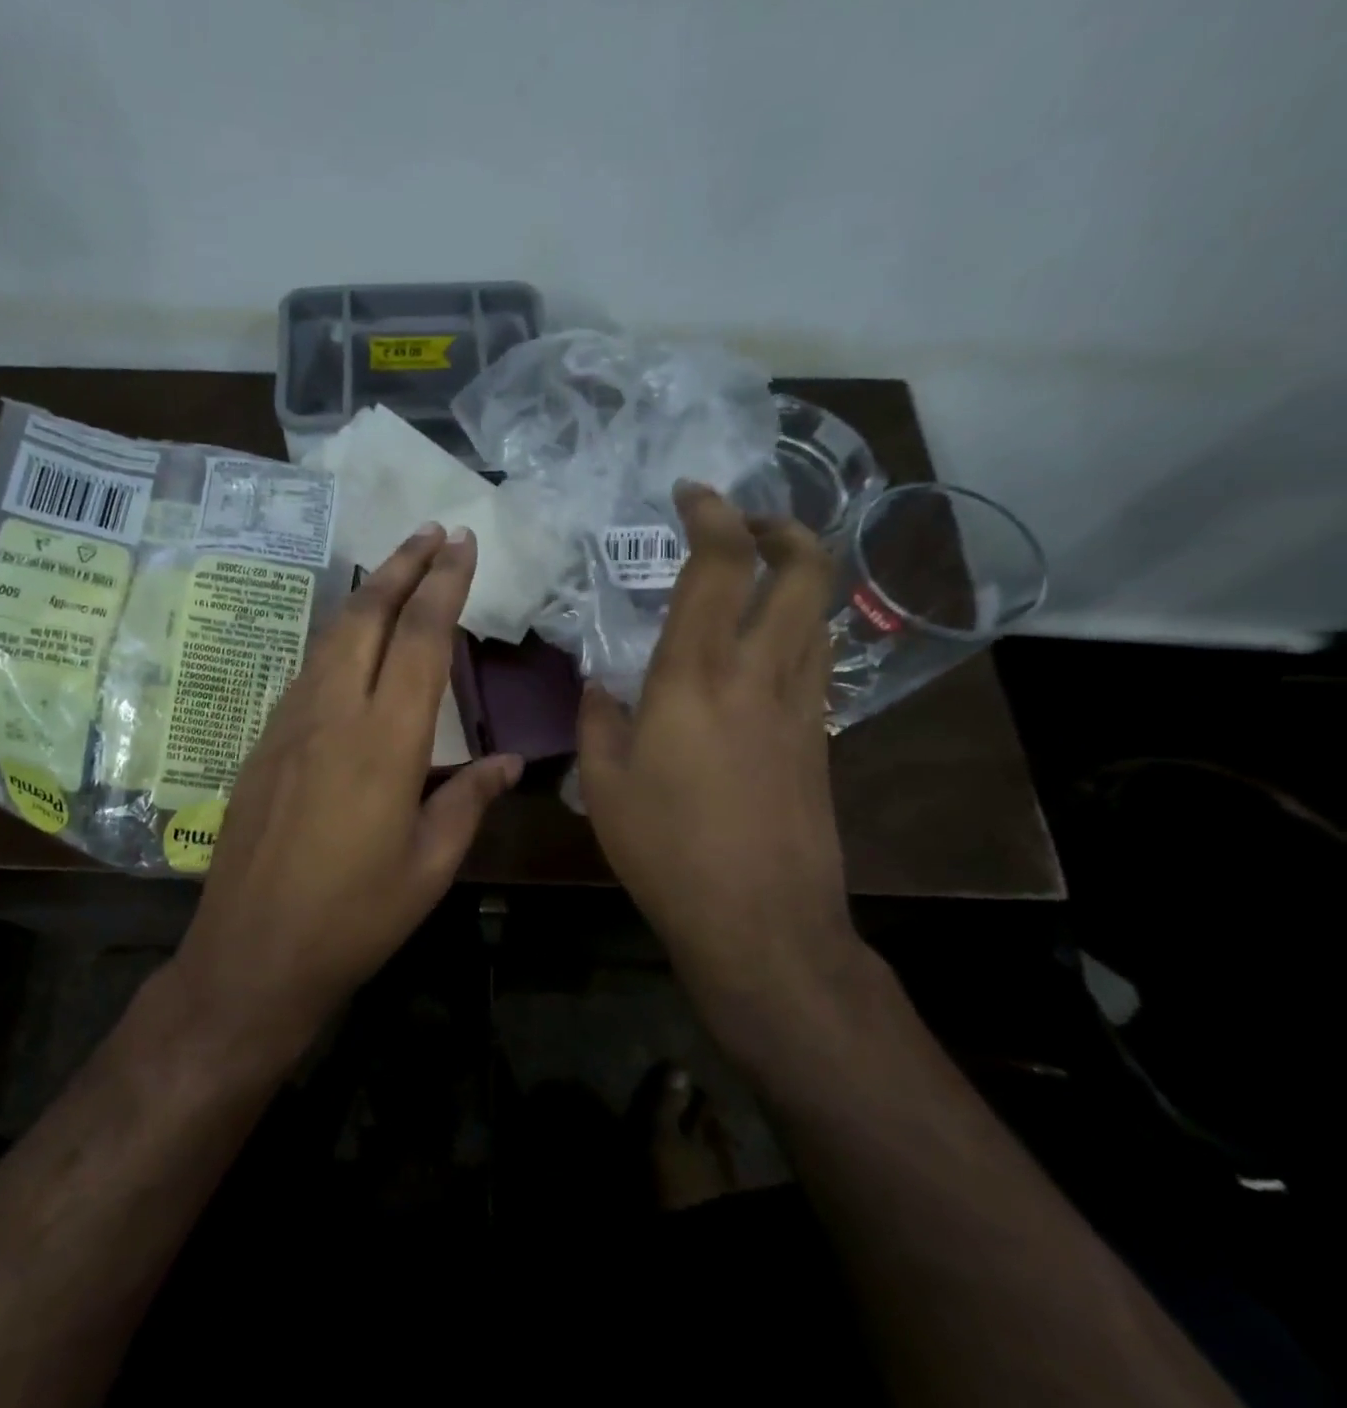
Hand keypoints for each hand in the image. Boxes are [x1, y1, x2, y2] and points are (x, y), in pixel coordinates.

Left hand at [171, 523, 520, 1040]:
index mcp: (384, 742)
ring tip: (396, 570)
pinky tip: (353, 644)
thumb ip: (469, 800)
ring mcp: (289, 723)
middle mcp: (332, 714)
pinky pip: (307, 671)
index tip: (462, 543)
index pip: (421, 639)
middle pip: (366, 616)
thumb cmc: (354, 917)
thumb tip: (509, 759)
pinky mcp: (264, 740)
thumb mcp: (429, 866)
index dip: (444, 585)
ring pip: (330, 636)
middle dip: (401, 565)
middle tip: (431, 532)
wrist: (253, 951)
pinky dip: (338, 638)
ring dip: (366, 595)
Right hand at [577, 482, 858, 1018]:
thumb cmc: (667, 849)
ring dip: (796, 575)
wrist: (762, 923)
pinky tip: (760, 651)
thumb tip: (599, 686)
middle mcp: (760, 674)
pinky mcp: (819, 739)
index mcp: (696, 676)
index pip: (720, 567)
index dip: (712, 515)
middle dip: (783, 527)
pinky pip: (815, 660)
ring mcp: (801, 706)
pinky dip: (795, 628)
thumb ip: (597, 719)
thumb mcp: (604, 784)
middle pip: (804, 571)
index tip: (692, 493)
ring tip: (755, 576)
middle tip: (745, 523)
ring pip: (820, 612)